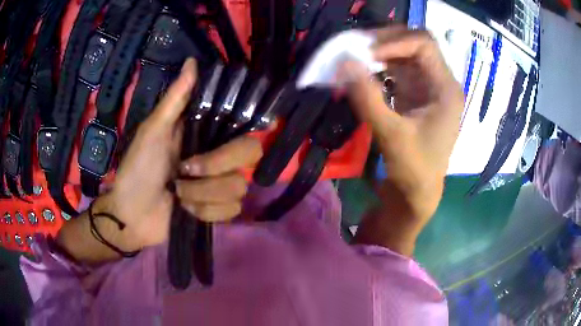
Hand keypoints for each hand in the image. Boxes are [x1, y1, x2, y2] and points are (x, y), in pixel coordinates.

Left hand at [61, 58, 262, 259]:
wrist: (132, 215)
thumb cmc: (138, 169)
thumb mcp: (153, 131)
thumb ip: (175, 99)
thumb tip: (192, 61)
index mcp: (205, 134)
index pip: (243, 124)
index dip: (253, 124)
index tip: (263, 124)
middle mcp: (218, 158)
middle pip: (249, 154)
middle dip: (216, 165)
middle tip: (186, 170)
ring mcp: (219, 186)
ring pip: (237, 187)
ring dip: (201, 194)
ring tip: (178, 194)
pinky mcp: (218, 211)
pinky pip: (230, 210)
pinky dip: (204, 212)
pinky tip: (186, 209)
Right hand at [346, 27, 462, 254]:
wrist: (417, 194)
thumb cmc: (414, 170)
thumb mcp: (392, 136)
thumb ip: (368, 98)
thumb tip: (344, 63)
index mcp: (446, 89)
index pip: (423, 45)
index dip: (394, 43)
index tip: (366, 55)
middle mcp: (440, 82)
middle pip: (415, 43)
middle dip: (386, 41)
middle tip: (358, 48)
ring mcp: (428, 87)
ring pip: (404, 54)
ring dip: (380, 52)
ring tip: (356, 57)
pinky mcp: (415, 95)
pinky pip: (397, 69)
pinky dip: (379, 66)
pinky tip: (364, 72)